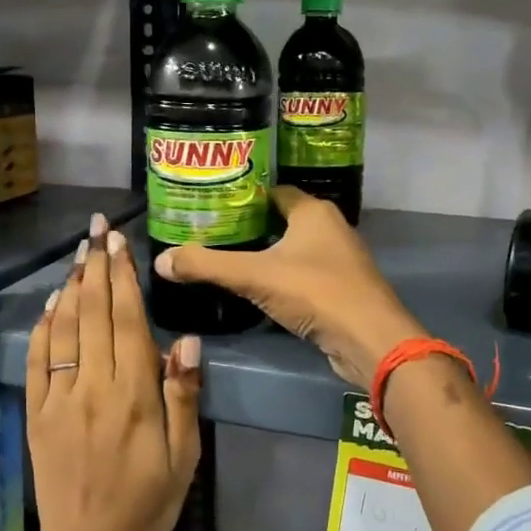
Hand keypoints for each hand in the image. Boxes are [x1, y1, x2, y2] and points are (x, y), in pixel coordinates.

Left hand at [26, 215, 201, 530]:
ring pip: (63, 328)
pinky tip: (51, 304)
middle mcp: (93, 385)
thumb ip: (183, 396)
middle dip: (95, 266)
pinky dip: (42, 326)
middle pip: (93, 313)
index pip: (127, 320)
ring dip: (70, 287)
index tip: (119, 243)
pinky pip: (36, 360)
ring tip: (78, 254)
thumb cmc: (147, 502)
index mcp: (133, 394)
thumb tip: (185, 341)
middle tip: (97, 230)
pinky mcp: (36, 413)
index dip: (122, 277)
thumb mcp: (184, 456)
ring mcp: (59, 397)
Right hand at [153, 187, 425, 385]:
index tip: (211, 205)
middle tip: (211, 233)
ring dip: (266, 253)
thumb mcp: (254, 276)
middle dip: (249, 226)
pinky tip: (258, 288)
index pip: (272, 192)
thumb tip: (161, 260)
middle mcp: (330, 227)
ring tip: (227, 259)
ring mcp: (339, 259)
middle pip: (281, 219)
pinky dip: (282, 276)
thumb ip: (207, 266)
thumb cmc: (315, 292)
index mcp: (313, 211)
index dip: (243, 196)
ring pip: (293, 248)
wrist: (369, 339)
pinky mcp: (341, 287)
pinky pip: (304, 273)